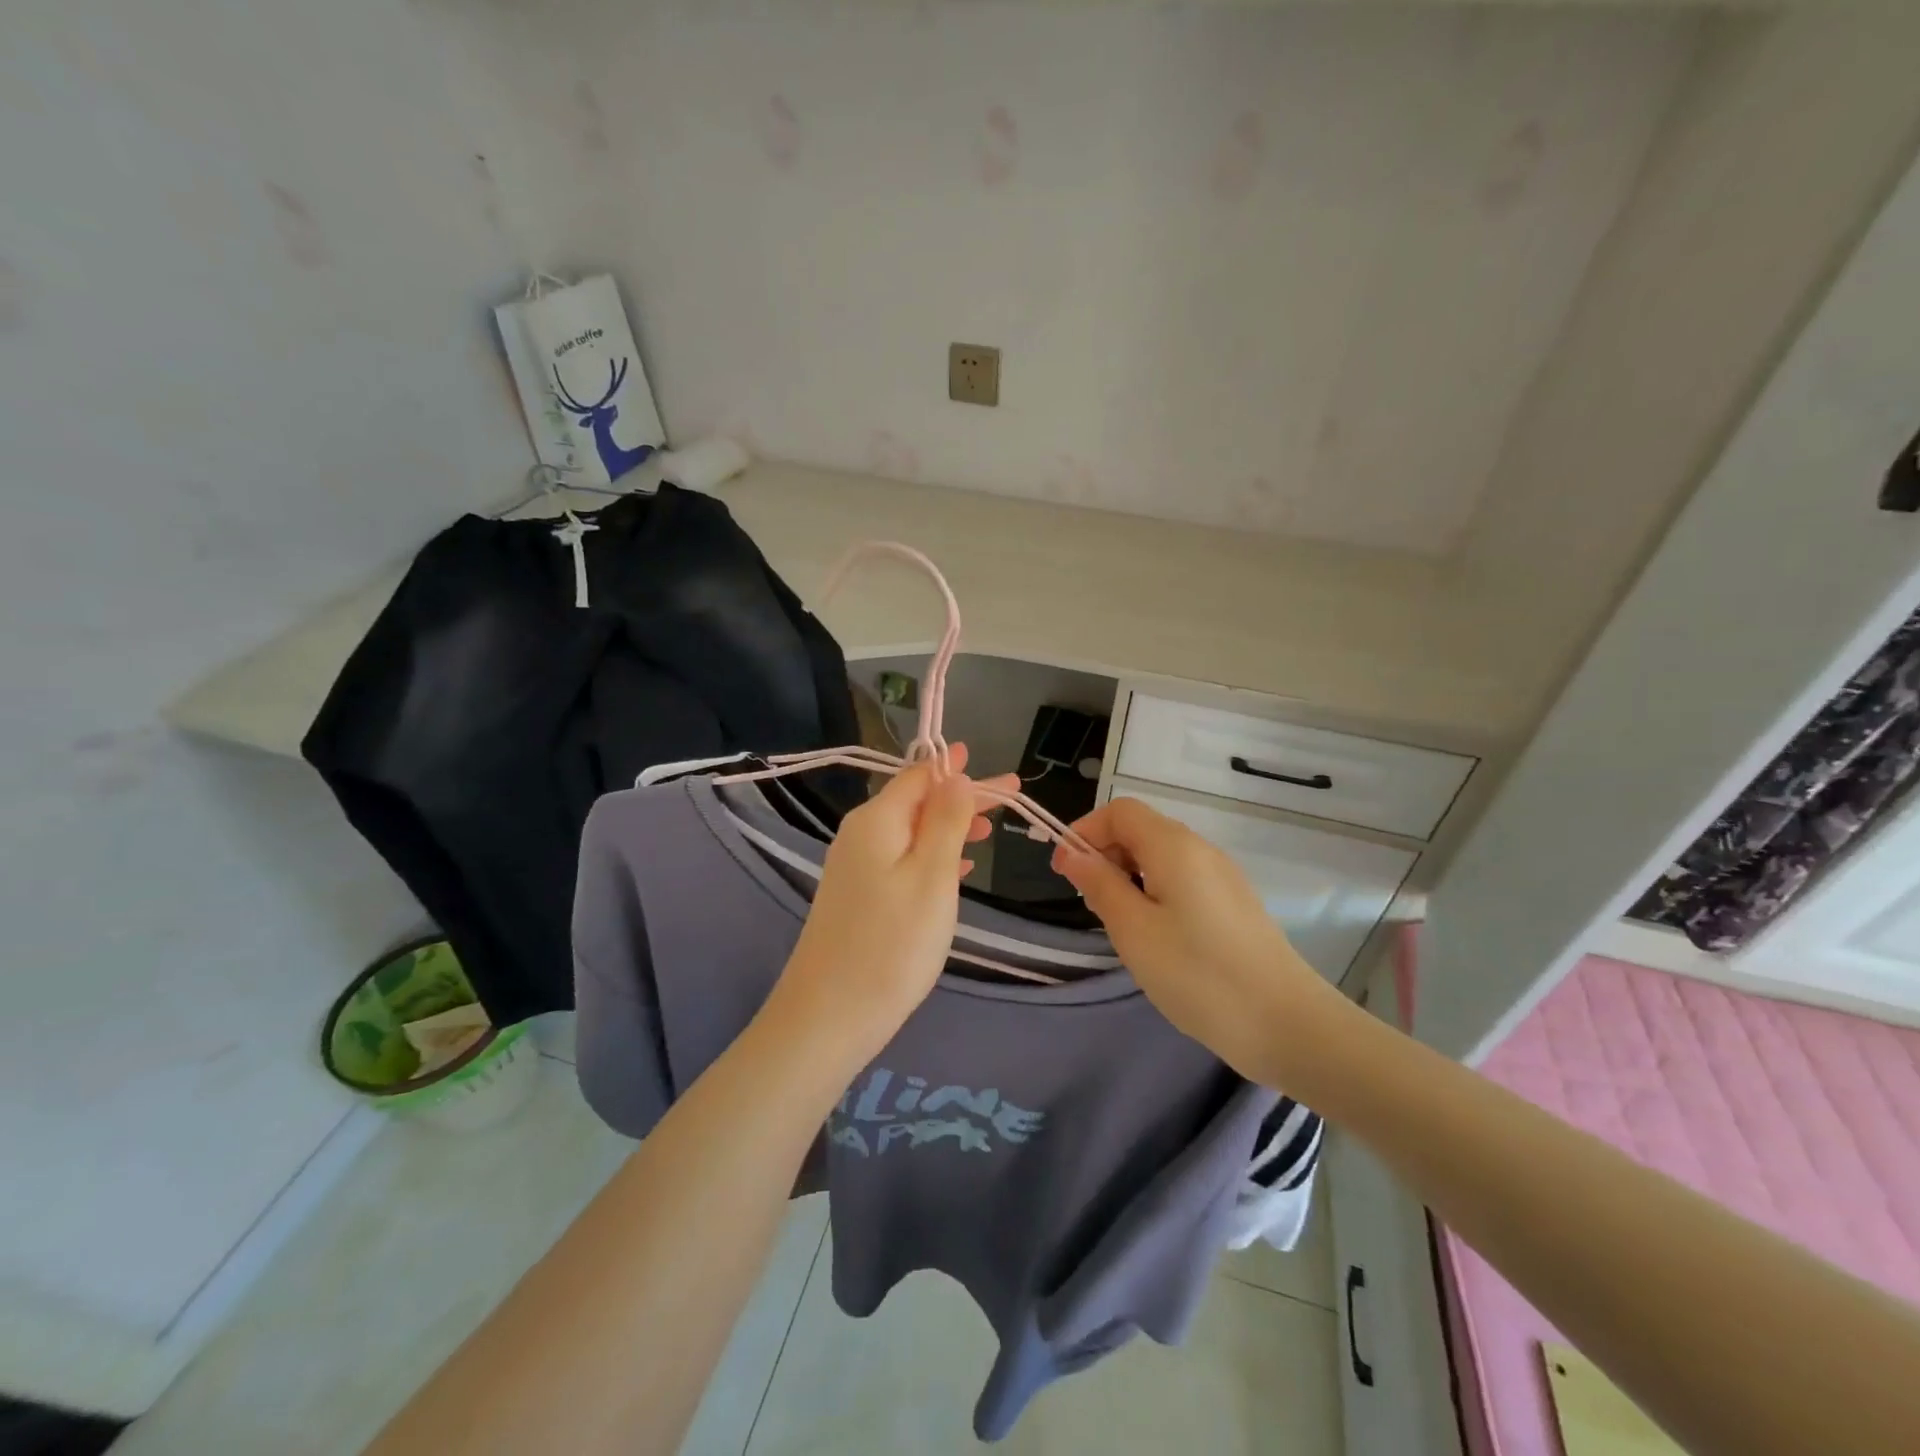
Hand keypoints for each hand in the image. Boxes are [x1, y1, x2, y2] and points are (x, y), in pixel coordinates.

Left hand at [770, 745, 1014, 1062]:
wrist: (828, 1016)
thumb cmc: (891, 945)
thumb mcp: (932, 877)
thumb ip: (946, 822)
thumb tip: (955, 775)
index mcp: (877, 820)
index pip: (921, 777)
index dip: (960, 770)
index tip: (1000, 772)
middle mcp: (860, 834)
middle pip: (917, 801)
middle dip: (962, 798)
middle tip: (1009, 798)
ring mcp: (854, 866)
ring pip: (910, 832)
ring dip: (950, 826)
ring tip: (989, 830)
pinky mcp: (856, 896)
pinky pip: (900, 858)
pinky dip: (932, 855)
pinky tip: (957, 869)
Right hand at [1052, 796, 1340, 1088]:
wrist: (1286, 1025)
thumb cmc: (1198, 974)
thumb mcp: (1133, 930)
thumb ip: (1100, 885)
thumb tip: (1075, 854)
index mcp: (1174, 847)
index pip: (1120, 811)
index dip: (1086, 831)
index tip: (1065, 871)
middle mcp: (1201, 850)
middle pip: (1142, 829)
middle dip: (1105, 853)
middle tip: (1088, 901)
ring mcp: (1222, 877)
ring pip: (1161, 857)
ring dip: (1128, 875)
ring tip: (1118, 922)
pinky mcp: (1234, 904)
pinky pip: (1182, 880)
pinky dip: (1154, 892)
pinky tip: (1154, 935)